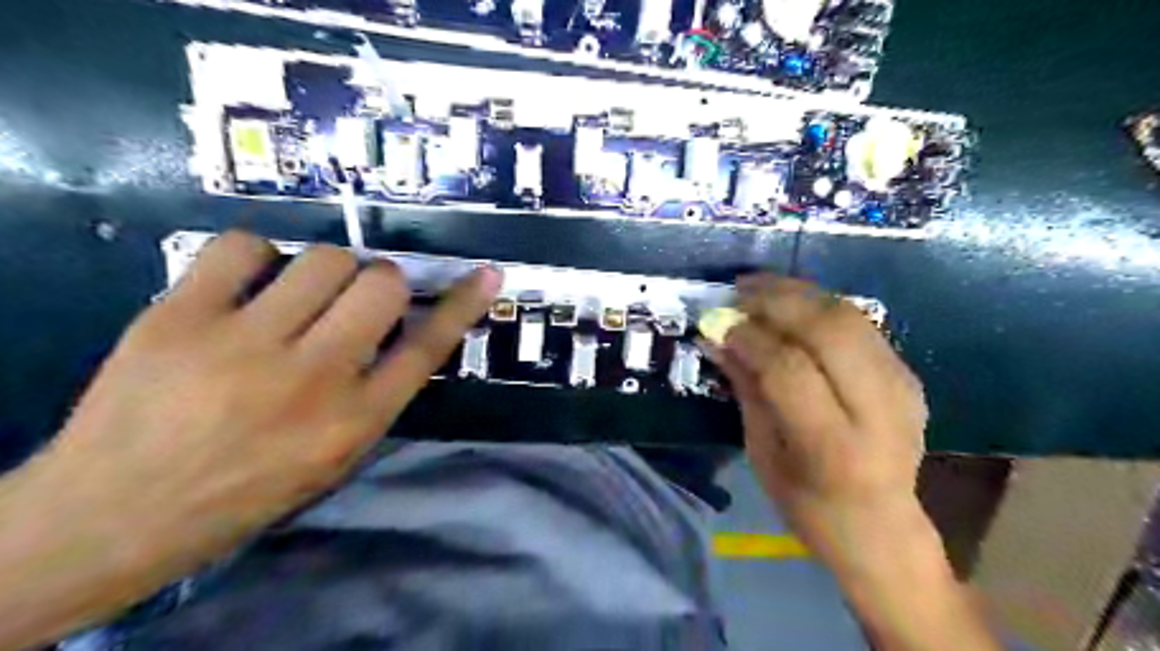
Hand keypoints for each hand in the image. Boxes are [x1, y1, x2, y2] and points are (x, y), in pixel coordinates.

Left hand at [33, 228, 498, 575]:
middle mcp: (312, 378)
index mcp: (354, 420)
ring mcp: (243, 344)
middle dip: (381, 283)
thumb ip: (379, 391)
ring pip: (324, 259)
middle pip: (382, 286)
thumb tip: (404, 326)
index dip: (462, 305)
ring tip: (300, 295)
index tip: (487, 274)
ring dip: (327, 271)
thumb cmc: (249, 488)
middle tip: (355, 300)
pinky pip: (244, 247)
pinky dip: (259, 256)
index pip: (427, 347)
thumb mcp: (337, 454)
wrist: (117, 513)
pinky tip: (250, 284)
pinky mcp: (179, 317)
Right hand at [713, 274, 929, 569]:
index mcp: (833, 445)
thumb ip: (746, 388)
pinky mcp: (907, 375)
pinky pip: (860, 324)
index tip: (719, 323)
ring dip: (800, 293)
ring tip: (760, 286)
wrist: (881, 526)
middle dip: (778, 300)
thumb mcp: (762, 452)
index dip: (750, 338)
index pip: (790, 370)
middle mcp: (877, 410)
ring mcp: (901, 387)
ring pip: (849, 317)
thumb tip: (716, 337)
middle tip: (739, 289)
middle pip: (829, 330)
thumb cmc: (806, 503)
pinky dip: (820, 306)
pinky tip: (792, 305)